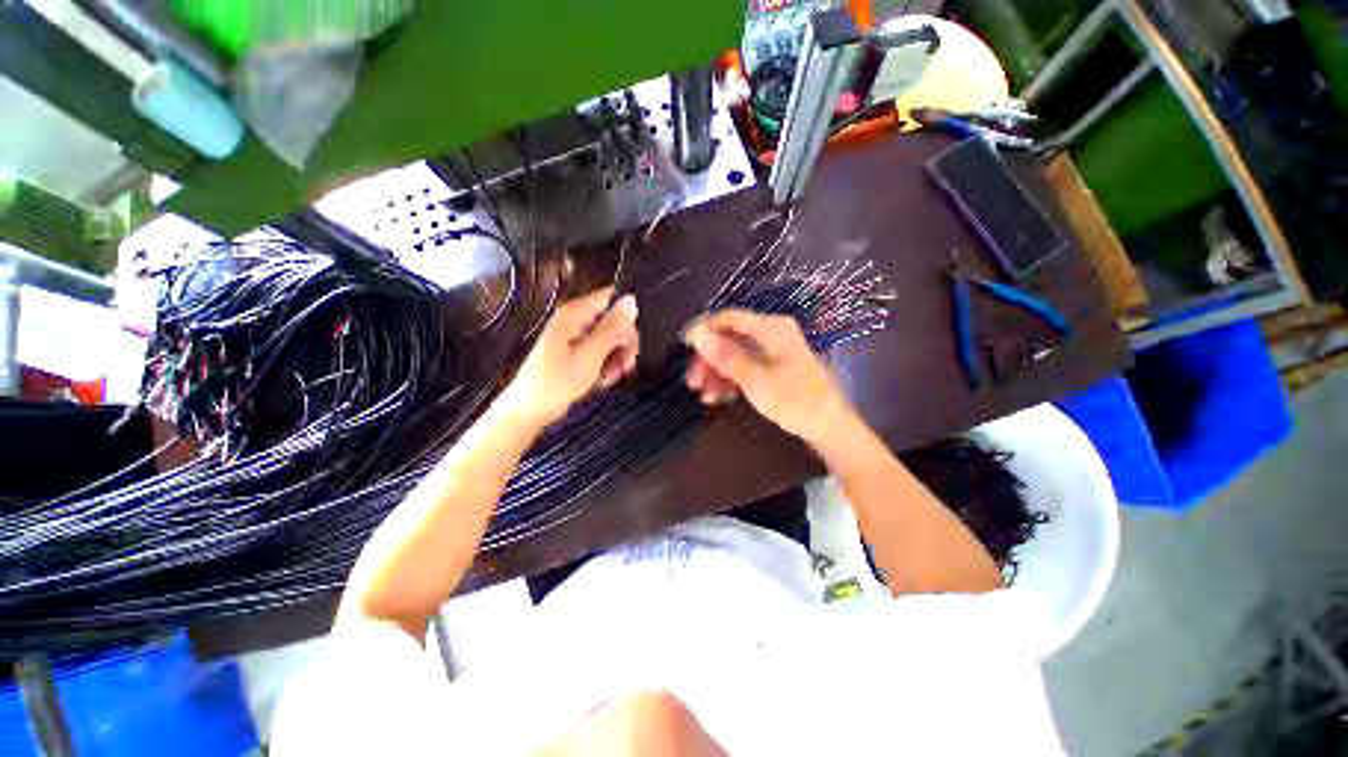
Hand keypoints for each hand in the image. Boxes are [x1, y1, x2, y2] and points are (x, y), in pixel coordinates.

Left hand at [502, 287, 638, 427]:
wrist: (529, 411)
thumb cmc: (557, 382)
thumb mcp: (590, 355)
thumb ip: (612, 327)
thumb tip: (631, 300)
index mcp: (575, 314)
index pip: (611, 299)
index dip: (627, 317)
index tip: (632, 342)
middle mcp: (575, 320)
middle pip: (613, 321)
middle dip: (623, 344)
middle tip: (626, 367)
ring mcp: (574, 337)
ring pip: (608, 339)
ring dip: (616, 358)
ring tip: (611, 378)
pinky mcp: (574, 353)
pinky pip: (599, 352)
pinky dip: (605, 366)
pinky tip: (603, 381)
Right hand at [682, 309, 852, 445]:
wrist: (826, 426)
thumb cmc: (793, 399)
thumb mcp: (754, 380)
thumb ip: (725, 356)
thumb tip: (698, 335)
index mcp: (770, 328)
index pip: (729, 318)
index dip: (704, 329)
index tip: (684, 345)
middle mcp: (770, 333)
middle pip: (729, 338)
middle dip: (708, 358)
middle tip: (692, 380)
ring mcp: (771, 351)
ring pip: (734, 354)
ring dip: (716, 372)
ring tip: (703, 394)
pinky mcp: (771, 367)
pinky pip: (744, 366)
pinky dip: (729, 379)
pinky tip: (717, 397)